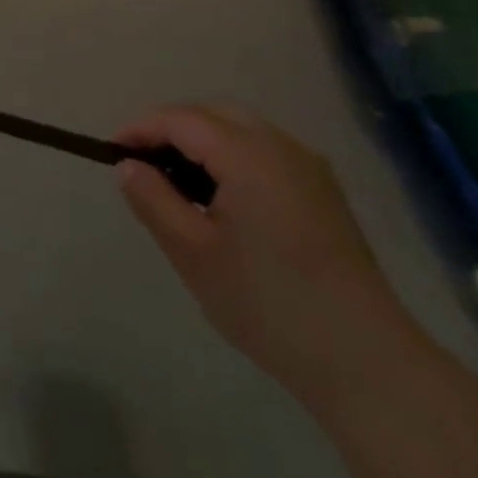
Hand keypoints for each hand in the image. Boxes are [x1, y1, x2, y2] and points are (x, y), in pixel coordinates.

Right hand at [115, 107, 421, 409]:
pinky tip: (223, 198)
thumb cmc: (268, 303)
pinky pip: (266, 153)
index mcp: (248, 153)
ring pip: (242, 131)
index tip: (111, 151)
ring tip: (176, 181)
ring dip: (203, 142)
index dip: (142, 128)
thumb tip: (128, 166)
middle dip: (172, 130)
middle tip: (142, 164)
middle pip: (214, 115)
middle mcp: (281, 146)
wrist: (366, 361)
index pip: (181, 119)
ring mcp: (309, 167)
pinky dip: (233, 157)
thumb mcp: (193, 253)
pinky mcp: (324, 192)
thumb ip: (153, 200)